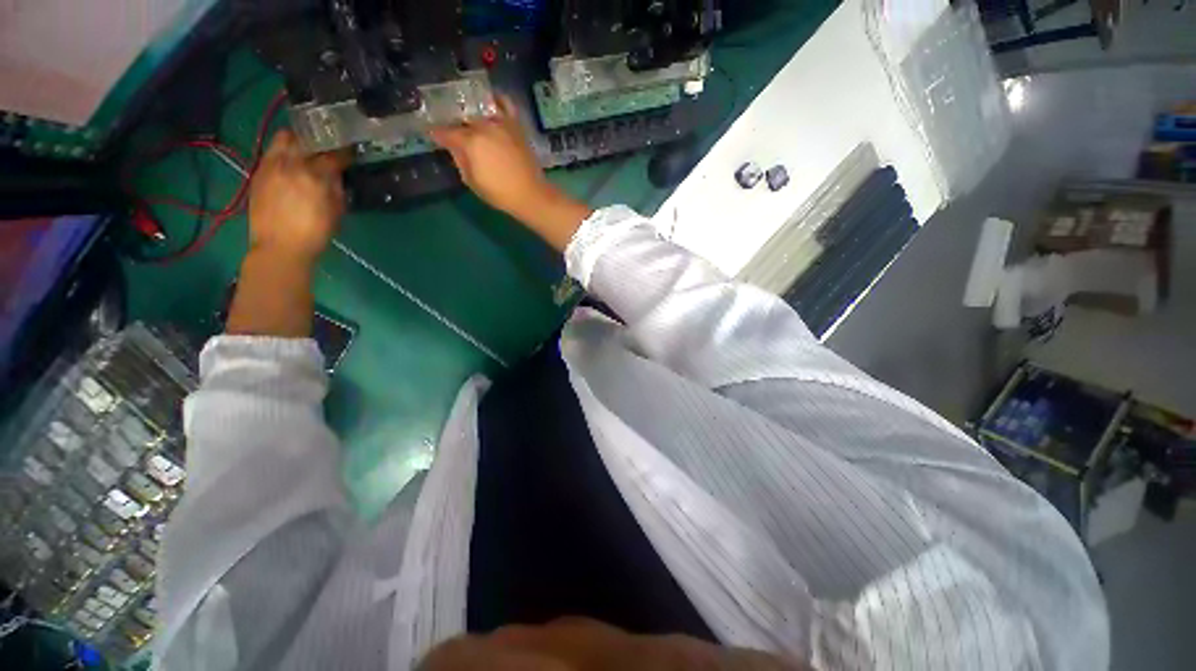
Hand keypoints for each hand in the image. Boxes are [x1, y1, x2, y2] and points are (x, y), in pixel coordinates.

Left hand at [248, 130, 349, 263]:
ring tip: (305, 150)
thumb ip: (336, 188)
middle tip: (325, 147)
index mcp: (315, 176)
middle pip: (305, 138)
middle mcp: (291, 164)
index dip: (345, 152)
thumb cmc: (315, 234)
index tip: (351, 152)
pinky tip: (290, 164)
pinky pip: (272, 152)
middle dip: (317, 140)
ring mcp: (271, 166)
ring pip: (283, 138)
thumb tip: (336, 174)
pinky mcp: (259, 172)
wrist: (279, 247)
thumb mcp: (336, 212)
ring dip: (297, 141)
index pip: (334, 155)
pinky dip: (283, 153)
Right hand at [428, 97, 552, 220]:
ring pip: (481, 107)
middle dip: (453, 120)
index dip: (436, 133)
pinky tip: (491, 102)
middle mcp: (484, 127)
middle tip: (449, 125)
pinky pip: (506, 104)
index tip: (431, 134)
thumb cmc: (500, 193)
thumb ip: (460, 160)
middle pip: (462, 117)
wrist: (530, 194)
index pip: (445, 132)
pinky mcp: (515, 125)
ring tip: (467, 113)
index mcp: (470, 142)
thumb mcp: (472, 181)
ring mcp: (501, 123)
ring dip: (471, 109)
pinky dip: (497, 99)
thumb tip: (454, 147)